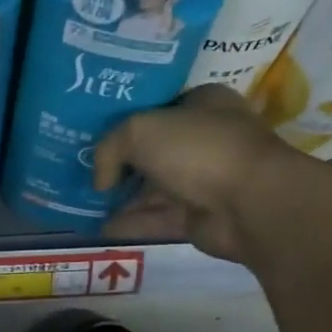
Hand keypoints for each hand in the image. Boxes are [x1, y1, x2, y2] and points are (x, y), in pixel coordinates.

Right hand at [94, 84, 304, 260]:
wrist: (251, 204)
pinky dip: (128, 222)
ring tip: (80, 200)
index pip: (158, 105)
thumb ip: (108, 148)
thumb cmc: (198, 149)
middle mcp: (205, 138)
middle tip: (80, 166)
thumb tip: (101, 182)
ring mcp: (204, 179)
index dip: (124, 116)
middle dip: (118, 160)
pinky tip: (96, 227)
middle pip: (151, 148)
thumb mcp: (139, 131)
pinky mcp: (199, 216)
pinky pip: (156, 217)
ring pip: (152, 186)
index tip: (91, 128)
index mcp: (203, 103)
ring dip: (119, 195)